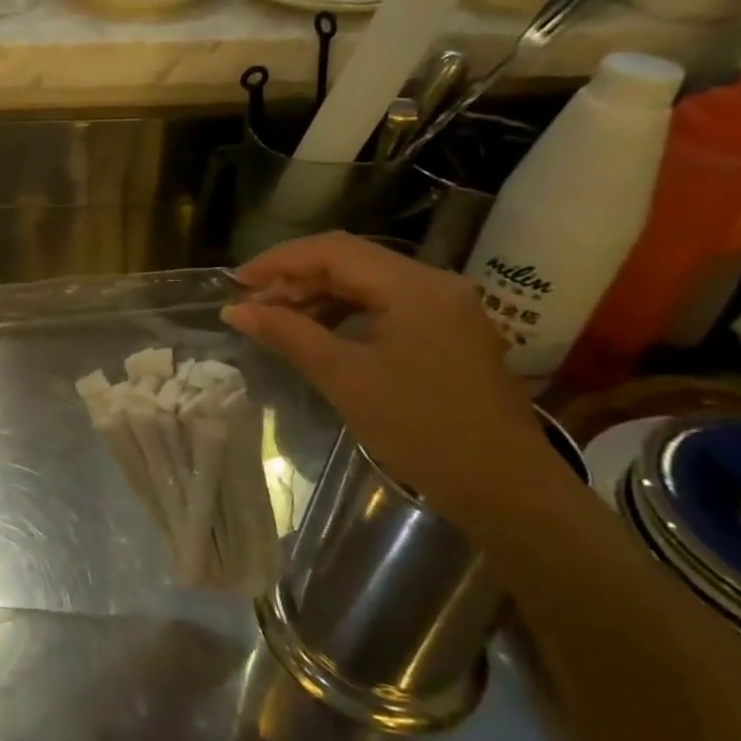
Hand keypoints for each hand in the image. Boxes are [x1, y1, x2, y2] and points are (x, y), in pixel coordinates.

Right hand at [221, 233, 565, 530]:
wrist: (506, 490)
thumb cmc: (422, 430)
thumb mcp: (345, 379)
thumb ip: (288, 334)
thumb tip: (234, 310)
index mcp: (415, 287)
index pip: (334, 251)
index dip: (279, 261)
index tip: (236, 283)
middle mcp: (434, 284)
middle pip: (350, 261)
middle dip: (295, 277)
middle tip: (250, 303)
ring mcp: (444, 307)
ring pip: (365, 283)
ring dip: (317, 295)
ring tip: (274, 318)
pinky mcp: (446, 332)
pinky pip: (383, 306)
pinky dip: (343, 313)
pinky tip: (316, 332)